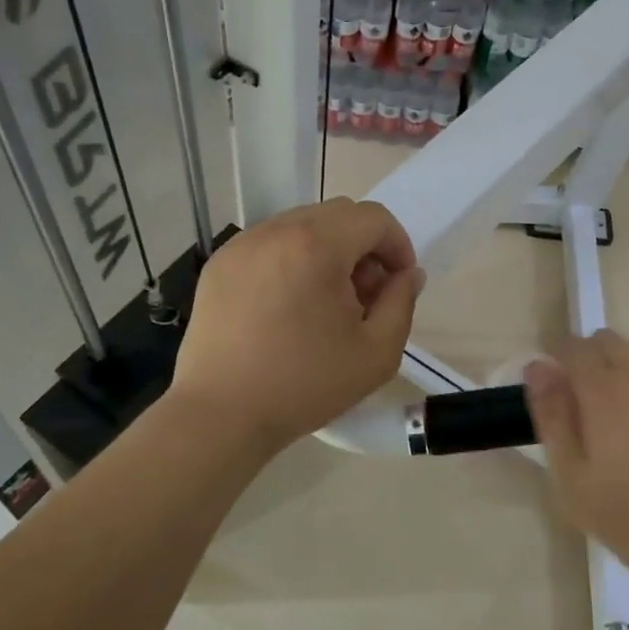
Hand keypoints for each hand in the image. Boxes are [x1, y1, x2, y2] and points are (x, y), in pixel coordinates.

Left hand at [170, 198, 422, 453]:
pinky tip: (289, 306)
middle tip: (365, 296)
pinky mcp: (220, 263)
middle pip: (338, 215)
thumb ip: (402, 303)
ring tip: (325, 303)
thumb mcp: (376, 353)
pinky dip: (293, 259)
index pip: (373, 218)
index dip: (397, 245)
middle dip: (364, 247)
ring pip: (303, 226)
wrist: (220, 415)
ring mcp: (242, 244)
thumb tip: (408, 274)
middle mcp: (277, 231)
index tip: (397, 284)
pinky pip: (271, 244)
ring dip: (329, 251)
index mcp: (317, 245)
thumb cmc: (304, 385)